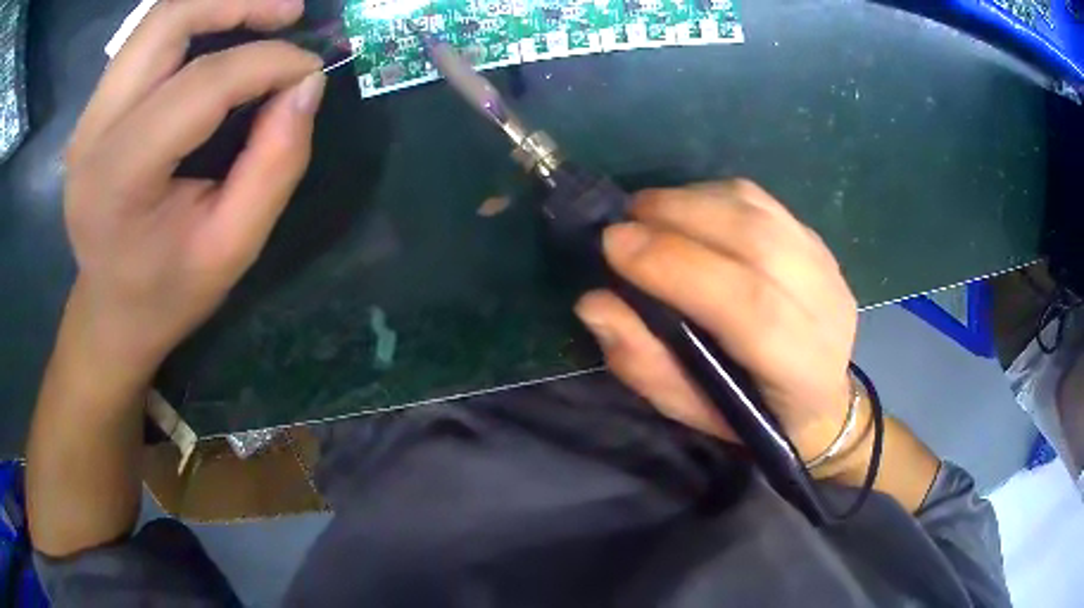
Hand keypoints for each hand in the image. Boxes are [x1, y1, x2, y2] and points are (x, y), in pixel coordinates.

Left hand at [62, 0, 324, 376]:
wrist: (109, 312)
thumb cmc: (167, 293)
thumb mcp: (232, 247)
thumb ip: (275, 165)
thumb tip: (307, 85)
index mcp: (119, 179)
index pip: (201, 85)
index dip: (267, 63)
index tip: (310, 70)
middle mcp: (93, 132)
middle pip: (167, 22)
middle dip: (238, 3)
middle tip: (289, 13)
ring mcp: (88, 115)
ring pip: (156, 20)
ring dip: (216, 5)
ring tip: (264, 16)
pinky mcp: (94, 108)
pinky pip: (146, 40)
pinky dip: (192, 24)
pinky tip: (222, 35)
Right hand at [575, 180, 858, 463]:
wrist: (819, 395)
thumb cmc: (750, 413)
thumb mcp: (690, 409)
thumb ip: (644, 362)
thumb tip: (595, 303)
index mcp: (801, 369)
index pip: (749, 305)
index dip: (677, 267)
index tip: (614, 245)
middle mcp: (825, 307)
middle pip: (756, 241)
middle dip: (677, 220)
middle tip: (622, 223)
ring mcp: (826, 264)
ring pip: (757, 210)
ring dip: (690, 200)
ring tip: (646, 212)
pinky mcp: (815, 239)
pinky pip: (760, 200)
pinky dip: (712, 195)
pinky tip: (685, 209)